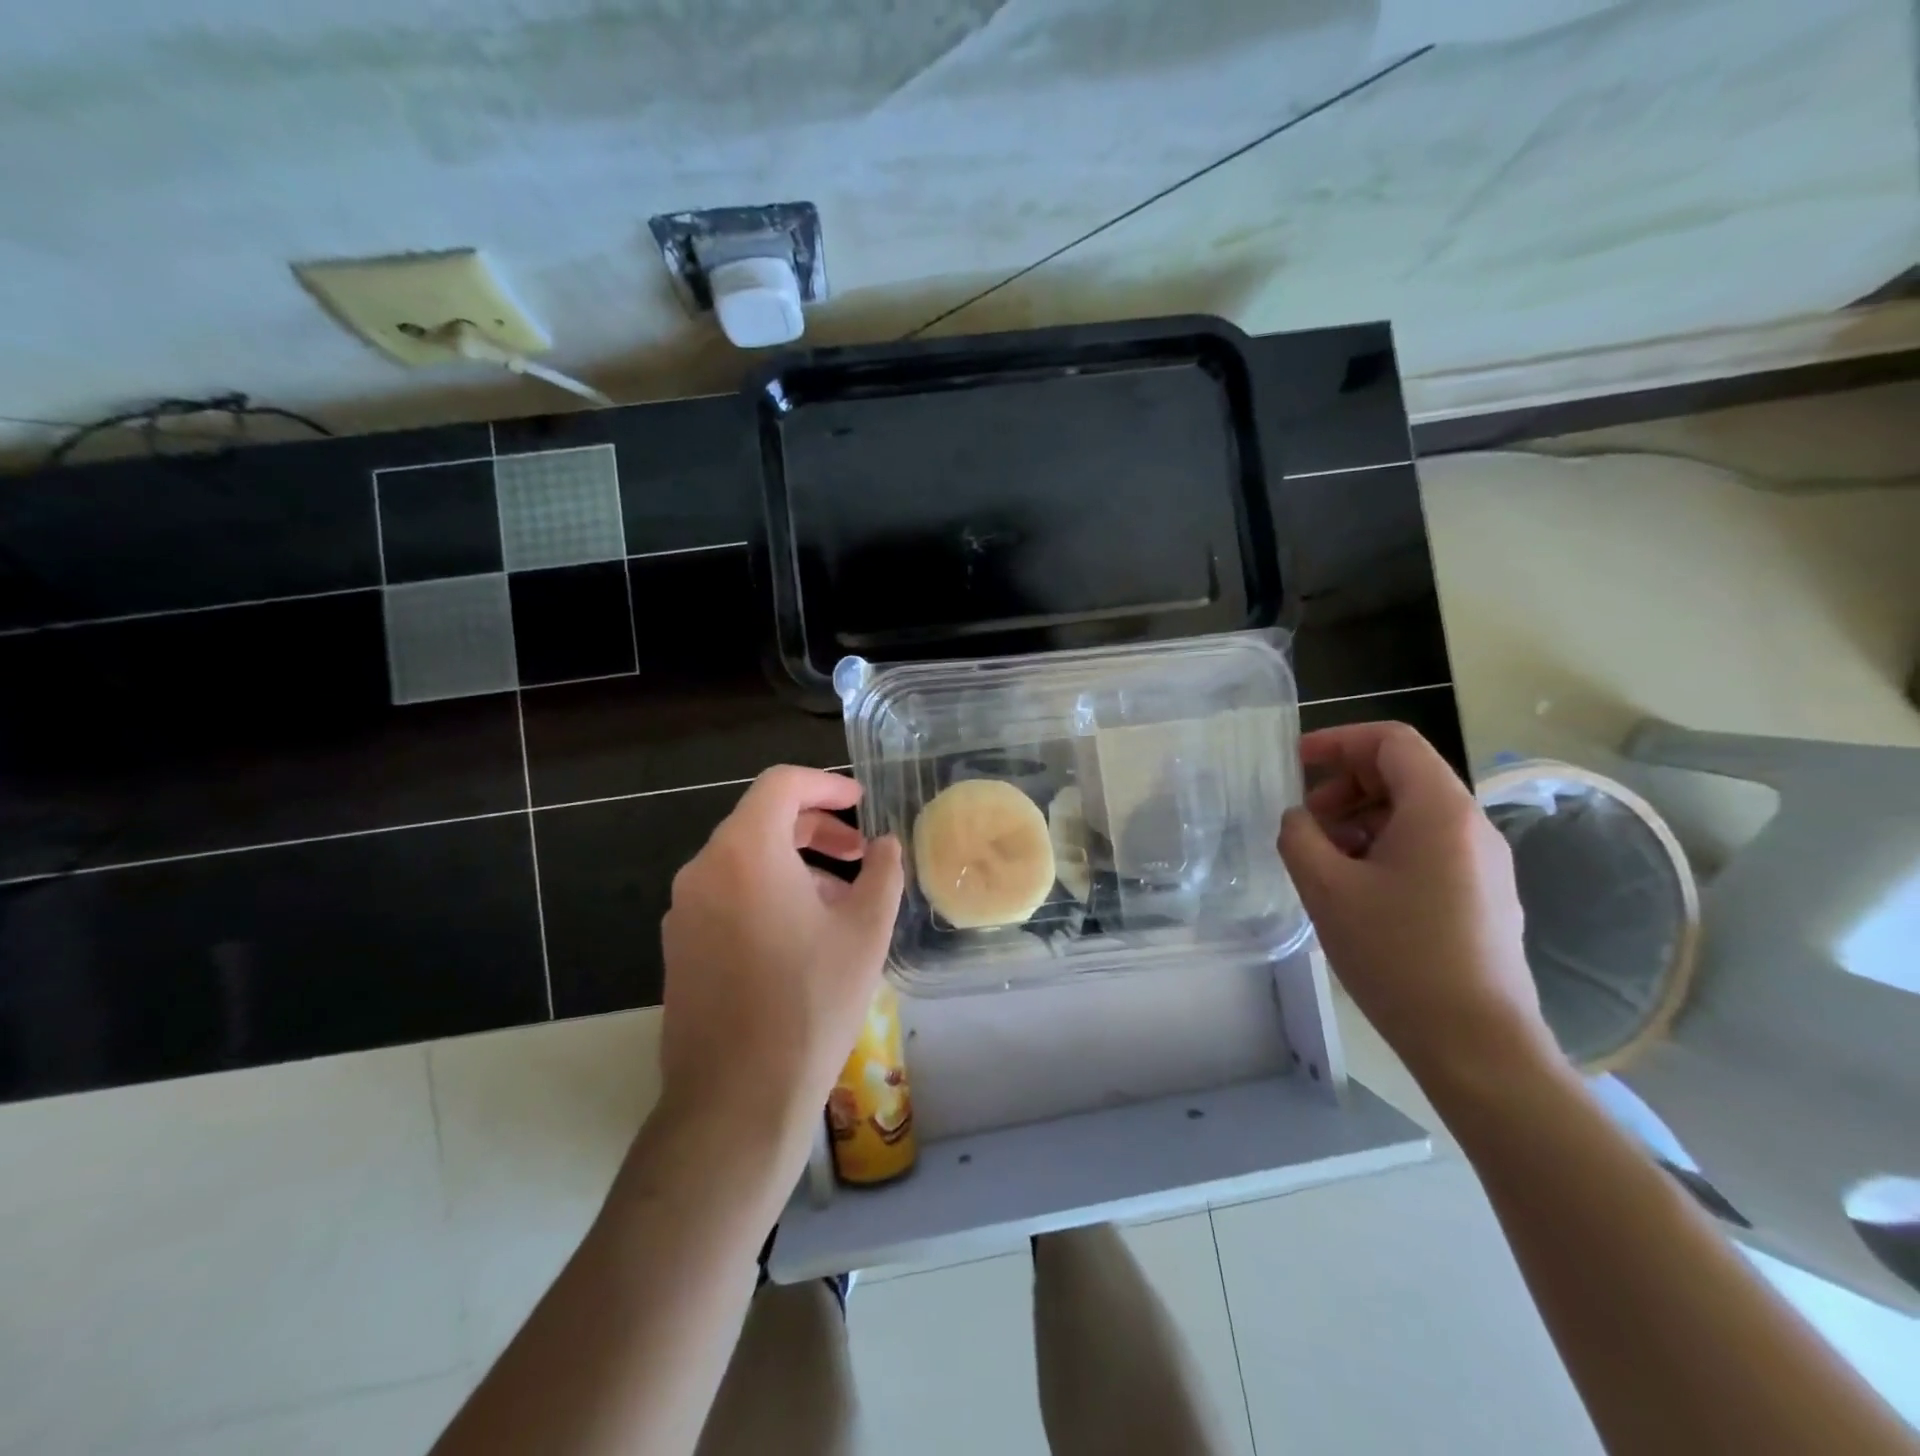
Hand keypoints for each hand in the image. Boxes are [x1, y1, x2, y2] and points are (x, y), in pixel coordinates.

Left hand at [658, 766, 904, 1167]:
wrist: (736, 1098)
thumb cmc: (810, 1003)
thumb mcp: (866, 932)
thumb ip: (882, 874)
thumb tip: (886, 846)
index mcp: (746, 852)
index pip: (781, 785)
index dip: (825, 784)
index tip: (859, 802)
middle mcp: (704, 870)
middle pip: (761, 821)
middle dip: (816, 828)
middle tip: (858, 854)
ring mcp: (684, 910)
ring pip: (744, 861)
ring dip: (794, 864)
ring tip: (840, 901)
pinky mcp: (680, 946)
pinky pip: (727, 895)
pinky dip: (767, 892)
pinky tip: (802, 934)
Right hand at [1278, 723, 1554, 1086]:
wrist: (1476, 1043)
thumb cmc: (1396, 955)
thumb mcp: (1326, 889)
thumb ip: (1299, 836)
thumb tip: (1300, 820)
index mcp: (1439, 810)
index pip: (1391, 741)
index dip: (1338, 741)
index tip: (1297, 761)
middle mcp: (1471, 825)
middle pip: (1404, 774)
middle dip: (1346, 785)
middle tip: (1306, 821)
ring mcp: (1485, 862)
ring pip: (1414, 813)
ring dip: (1361, 819)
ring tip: (1325, 860)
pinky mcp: (1484, 894)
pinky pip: (1429, 846)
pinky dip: (1385, 847)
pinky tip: (1357, 888)